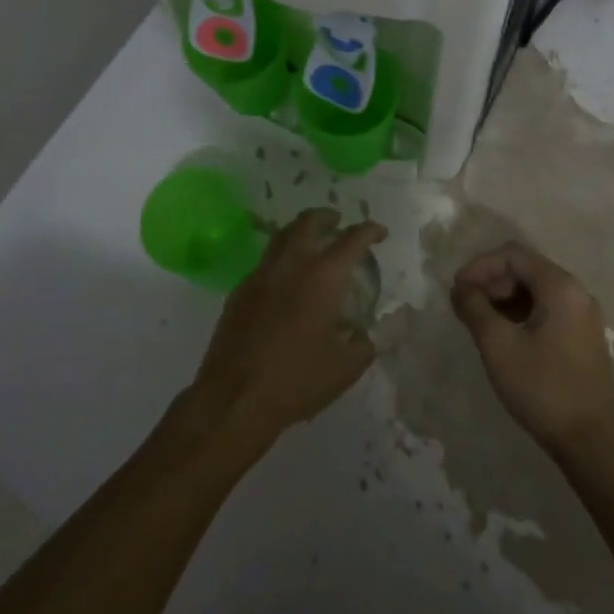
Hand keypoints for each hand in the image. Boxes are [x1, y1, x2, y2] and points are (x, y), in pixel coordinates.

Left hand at [188, 208, 385, 453]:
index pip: (351, 240)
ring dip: (300, 231)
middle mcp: (290, 265)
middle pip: (308, 223)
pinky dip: (280, 259)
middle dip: (326, 217)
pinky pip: (264, 263)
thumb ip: (362, 345)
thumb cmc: (297, 380)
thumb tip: (365, 336)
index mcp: (322, 277)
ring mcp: (260, 276)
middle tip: (338, 222)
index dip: (369, 231)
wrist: (234, 397)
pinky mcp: (239, 292)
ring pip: (281, 237)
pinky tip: (285, 280)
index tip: (379, 232)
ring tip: (311, 242)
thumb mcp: (344, 368)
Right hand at [452, 242, 613, 456]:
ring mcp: (582, 316)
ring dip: (503, 298)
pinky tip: (503, 336)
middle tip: (465, 306)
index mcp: (561, 287)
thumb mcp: (498, 345)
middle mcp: (576, 293)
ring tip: (479, 322)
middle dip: (491, 281)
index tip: (457, 289)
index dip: (480, 266)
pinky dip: (520, 313)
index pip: (513, 255)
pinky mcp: (582, 337)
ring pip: (535, 290)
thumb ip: (474, 308)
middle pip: (525, 268)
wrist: (591, 443)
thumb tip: (460, 288)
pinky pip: (546, 309)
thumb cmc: (543, 389)